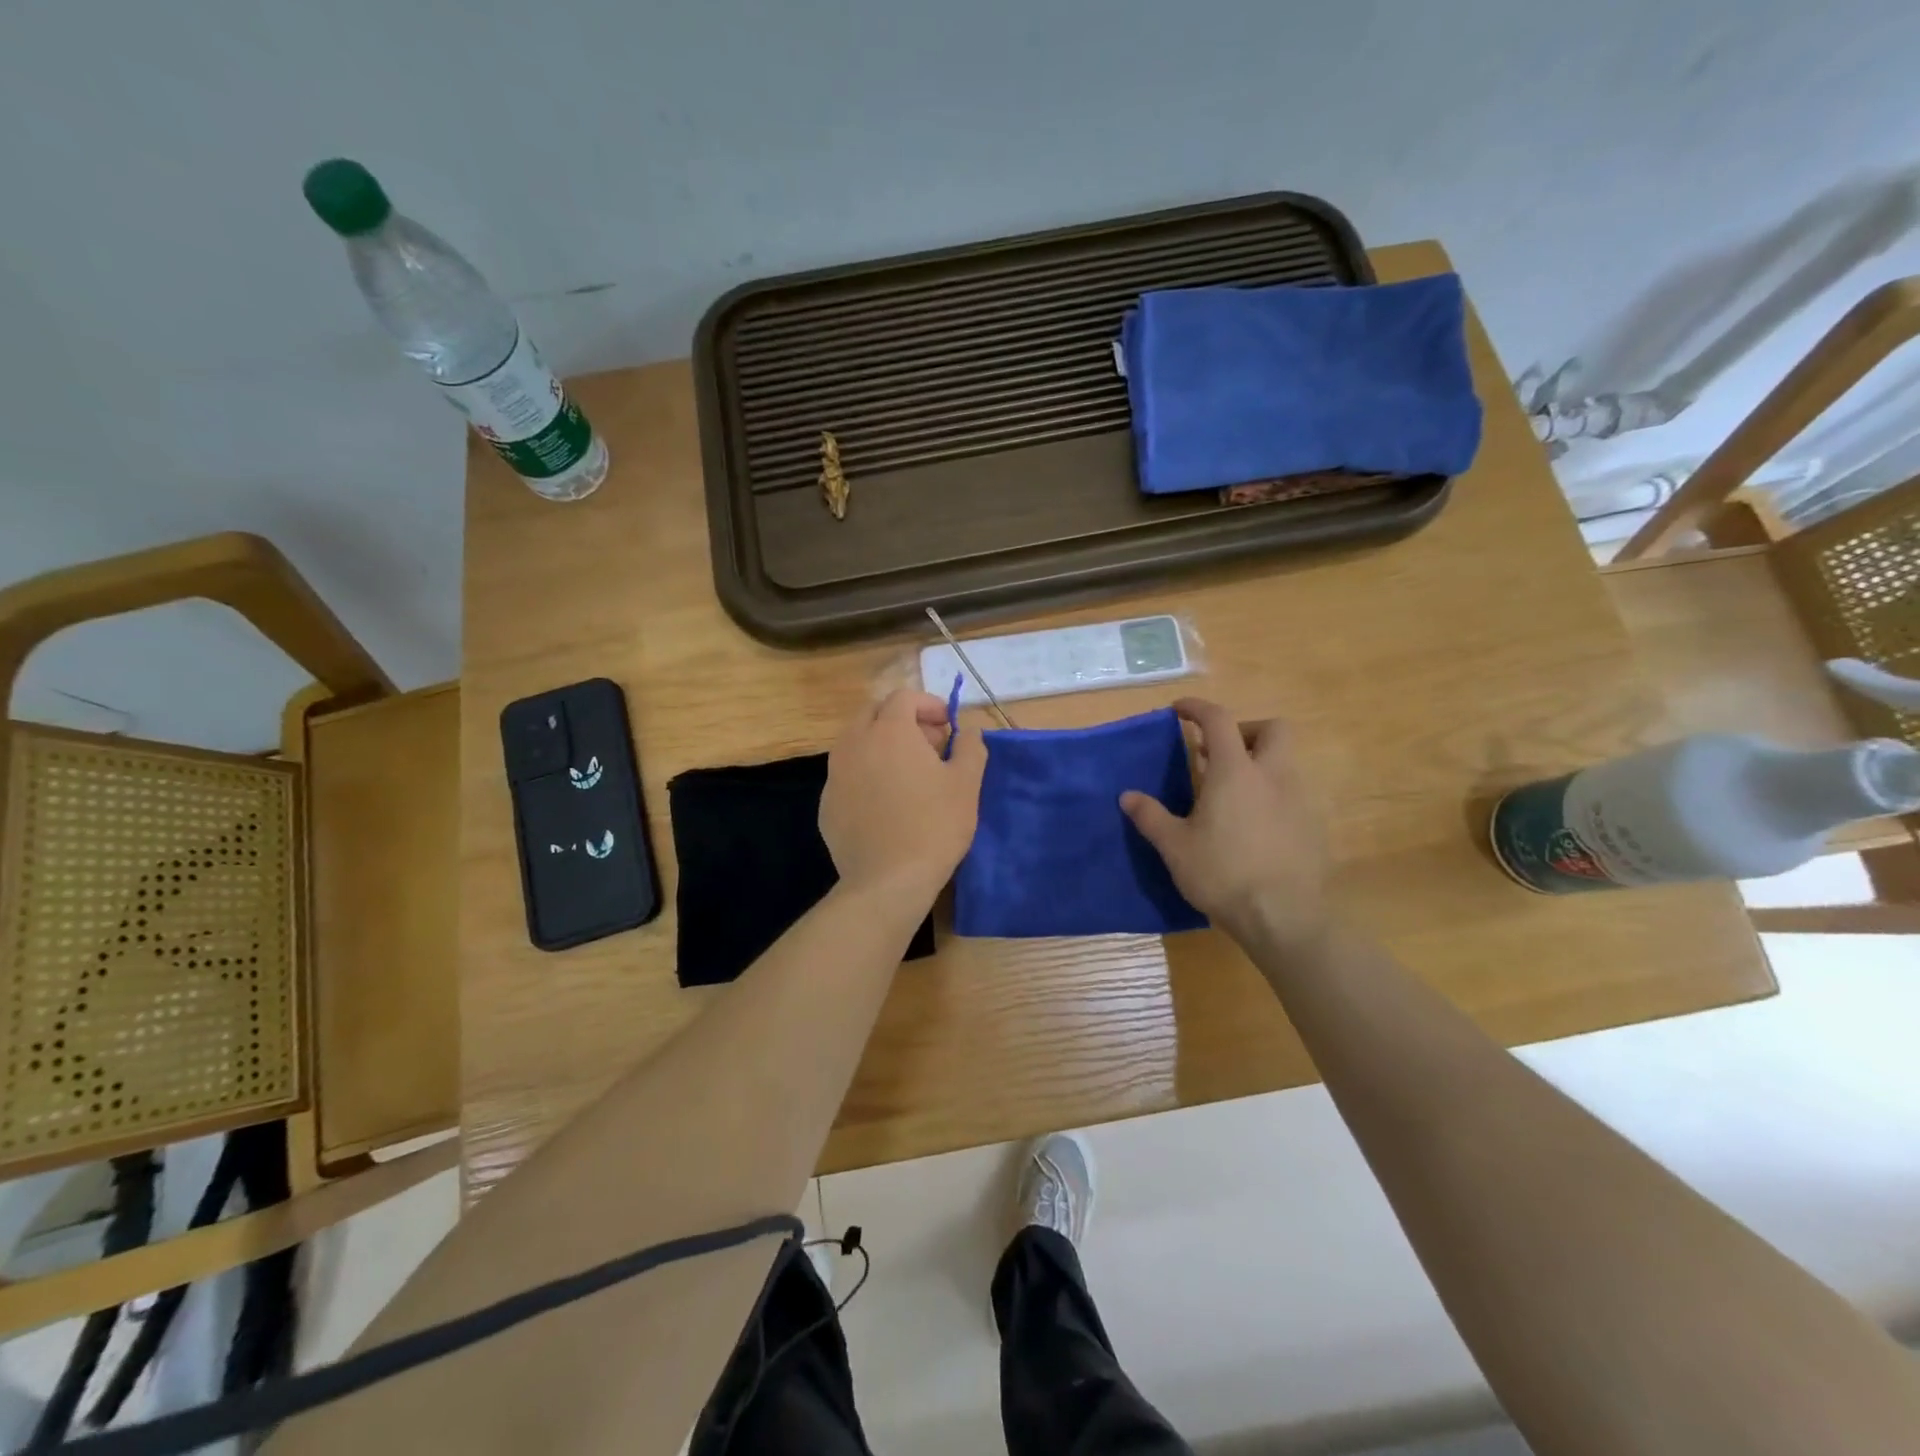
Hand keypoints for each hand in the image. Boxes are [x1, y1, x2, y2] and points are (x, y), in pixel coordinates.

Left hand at [821, 688, 987, 902]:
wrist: (888, 881)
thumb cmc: (935, 825)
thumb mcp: (967, 783)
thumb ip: (971, 747)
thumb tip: (969, 730)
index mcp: (889, 731)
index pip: (904, 697)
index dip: (929, 704)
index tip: (947, 726)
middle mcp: (855, 743)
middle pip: (874, 713)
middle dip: (902, 720)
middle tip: (929, 745)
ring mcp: (834, 774)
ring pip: (856, 743)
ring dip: (882, 745)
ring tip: (908, 774)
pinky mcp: (826, 804)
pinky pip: (847, 775)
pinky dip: (866, 774)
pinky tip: (886, 804)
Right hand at [1121, 698, 1328, 951]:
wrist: (1283, 917)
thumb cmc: (1222, 874)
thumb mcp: (1174, 847)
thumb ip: (1150, 816)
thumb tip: (1127, 796)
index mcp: (1235, 771)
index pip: (1218, 720)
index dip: (1197, 708)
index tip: (1179, 710)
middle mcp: (1272, 775)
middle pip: (1273, 729)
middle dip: (1246, 731)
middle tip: (1219, 754)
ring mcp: (1299, 800)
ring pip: (1285, 763)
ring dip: (1259, 765)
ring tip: (1231, 795)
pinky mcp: (1313, 826)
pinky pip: (1293, 795)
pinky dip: (1272, 795)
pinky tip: (1253, 827)